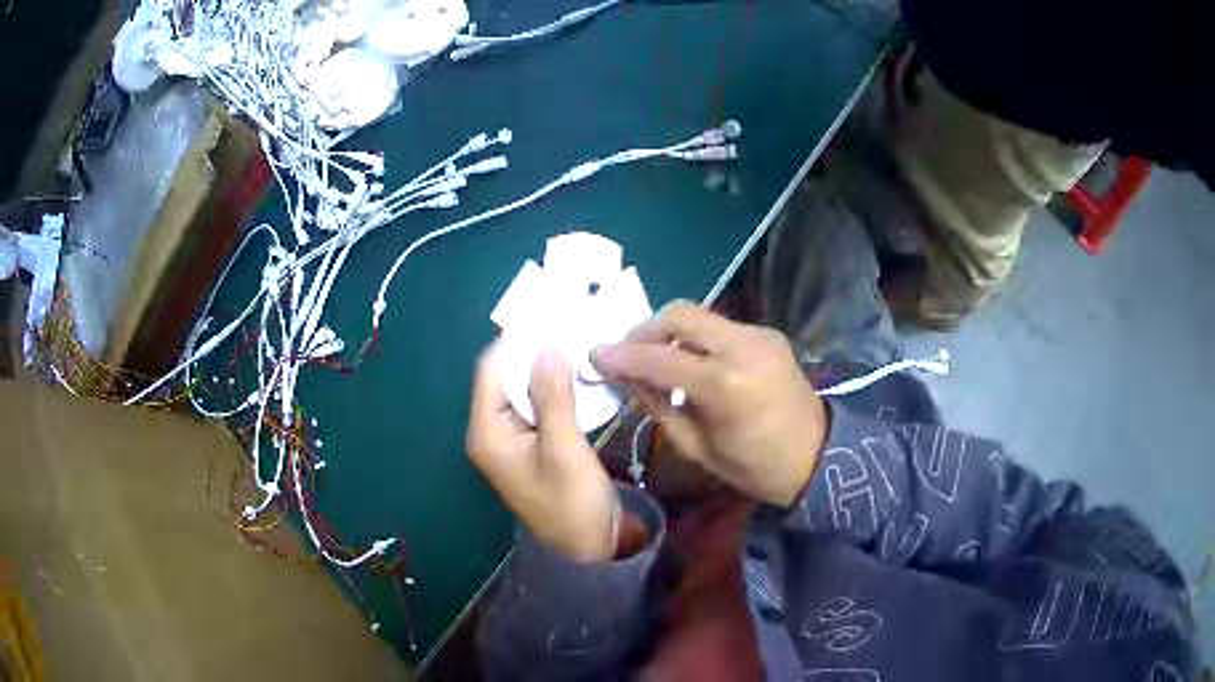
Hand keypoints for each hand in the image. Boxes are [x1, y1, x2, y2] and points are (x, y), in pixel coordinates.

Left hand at [467, 344, 619, 561]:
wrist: (588, 548)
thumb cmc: (573, 504)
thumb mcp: (564, 450)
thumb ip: (553, 397)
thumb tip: (546, 347)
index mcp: (487, 432)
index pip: (492, 370)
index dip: (518, 342)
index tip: (550, 317)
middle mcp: (491, 431)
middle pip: (505, 377)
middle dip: (535, 353)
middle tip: (570, 327)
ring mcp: (511, 438)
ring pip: (523, 389)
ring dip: (548, 370)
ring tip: (578, 345)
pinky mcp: (530, 444)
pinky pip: (537, 405)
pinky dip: (555, 389)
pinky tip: (578, 376)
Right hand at [593, 303, 826, 505]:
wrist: (818, 456)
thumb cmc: (755, 467)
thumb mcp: (697, 448)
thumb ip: (659, 406)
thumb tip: (627, 377)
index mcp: (726, 386)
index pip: (660, 358)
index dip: (622, 356)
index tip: (596, 356)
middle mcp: (744, 347)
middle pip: (680, 314)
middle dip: (645, 329)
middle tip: (627, 353)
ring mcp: (760, 335)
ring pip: (700, 314)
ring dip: (670, 331)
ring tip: (655, 356)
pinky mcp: (768, 334)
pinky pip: (720, 326)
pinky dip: (696, 337)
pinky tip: (691, 360)